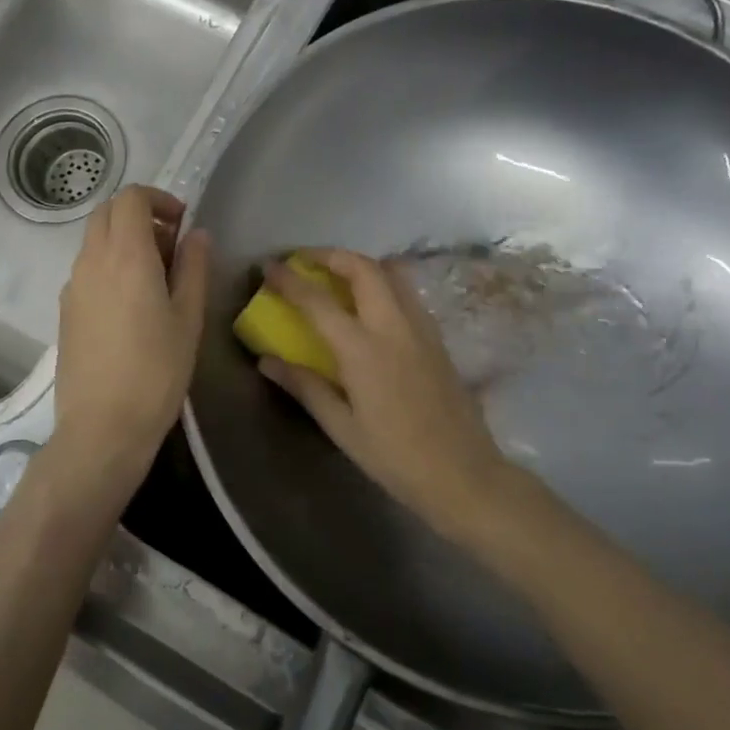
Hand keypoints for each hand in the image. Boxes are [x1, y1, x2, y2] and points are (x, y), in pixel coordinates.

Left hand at [52, 186, 209, 486]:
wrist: (103, 426)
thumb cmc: (156, 371)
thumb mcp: (188, 318)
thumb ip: (193, 267)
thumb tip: (196, 234)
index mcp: (126, 255)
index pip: (131, 198)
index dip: (159, 200)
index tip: (182, 224)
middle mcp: (91, 261)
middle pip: (107, 212)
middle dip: (140, 215)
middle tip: (171, 247)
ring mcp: (72, 286)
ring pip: (94, 240)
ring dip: (124, 240)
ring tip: (155, 278)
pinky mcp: (65, 310)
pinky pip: (87, 268)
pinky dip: (109, 265)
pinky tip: (131, 305)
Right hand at [259, 249, 509, 536]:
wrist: (463, 474)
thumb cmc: (395, 457)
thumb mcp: (341, 428)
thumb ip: (305, 387)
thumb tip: (266, 360)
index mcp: (363, 350)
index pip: (317, 301)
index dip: (289, 280)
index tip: (268, 266)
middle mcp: (394, 326)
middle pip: (363, 268)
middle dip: (330, 255)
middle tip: (304, 261)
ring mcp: (421, 327)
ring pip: (391, 273)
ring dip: (359, 264)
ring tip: (336, 275)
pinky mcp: (437, 337)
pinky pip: (407, 292)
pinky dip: (382, 282)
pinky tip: (370, 304)